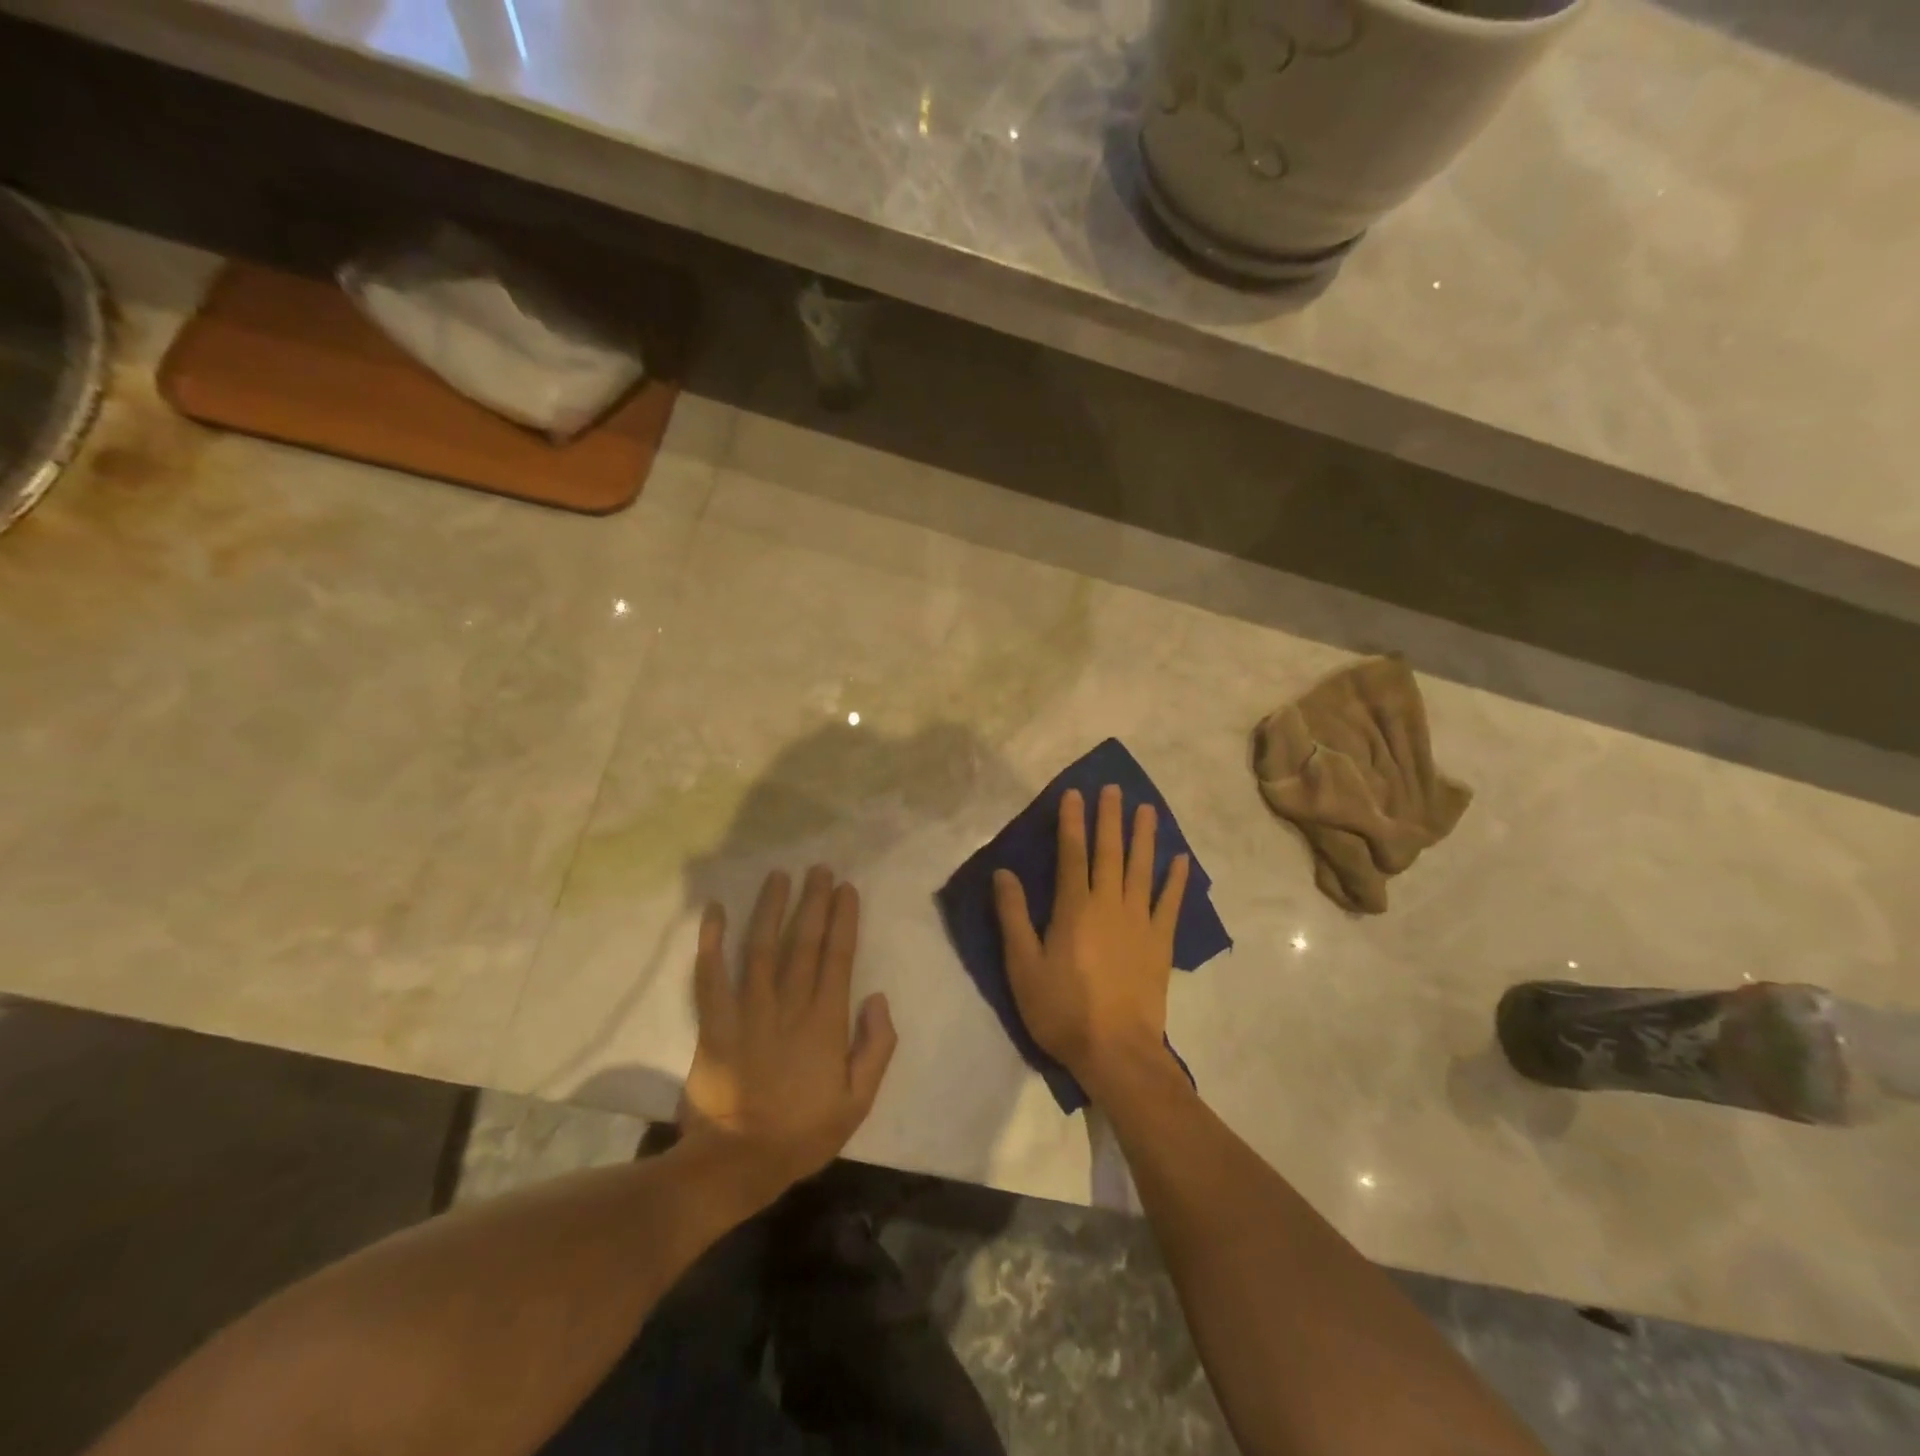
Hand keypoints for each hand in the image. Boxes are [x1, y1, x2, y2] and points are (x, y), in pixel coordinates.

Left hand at [680, 867, 896, 1198]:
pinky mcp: (714, 1024)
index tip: (846, 889)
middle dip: (812, 902)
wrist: (734, 1163)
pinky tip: (714, 911)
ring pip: (760, 948)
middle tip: (818, 869)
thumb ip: (875, 1049)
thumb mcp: (857, 1103)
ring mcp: (748, 1012)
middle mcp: (788, 1006)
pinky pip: (710, 977)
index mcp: (824, 1023)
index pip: (837, 958)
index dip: (843, 920)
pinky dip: (711, 943)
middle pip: (802, 943)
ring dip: (770, 909)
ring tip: (778, 876)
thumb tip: (878, 999)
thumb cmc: (800, 1134)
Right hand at [992, 785, 1189, 1096]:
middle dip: (1109, 818)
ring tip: (1148, 809)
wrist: (1116, 1051)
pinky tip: (1180, 860)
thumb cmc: (1062, 1009)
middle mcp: (1109, 904)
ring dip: (1144, 837)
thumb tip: (1003, 873)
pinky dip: (1176, 880)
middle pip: (1109, 852)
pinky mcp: (1160, 943)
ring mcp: (1140, 922)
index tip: (1074, 794)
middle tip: (1114, 788)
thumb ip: (1013, 916)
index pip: (1072, 854)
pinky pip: (1170, 904)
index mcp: (1074, 908)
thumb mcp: (1023, 966)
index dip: (1072, 822)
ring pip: (1142, 869)